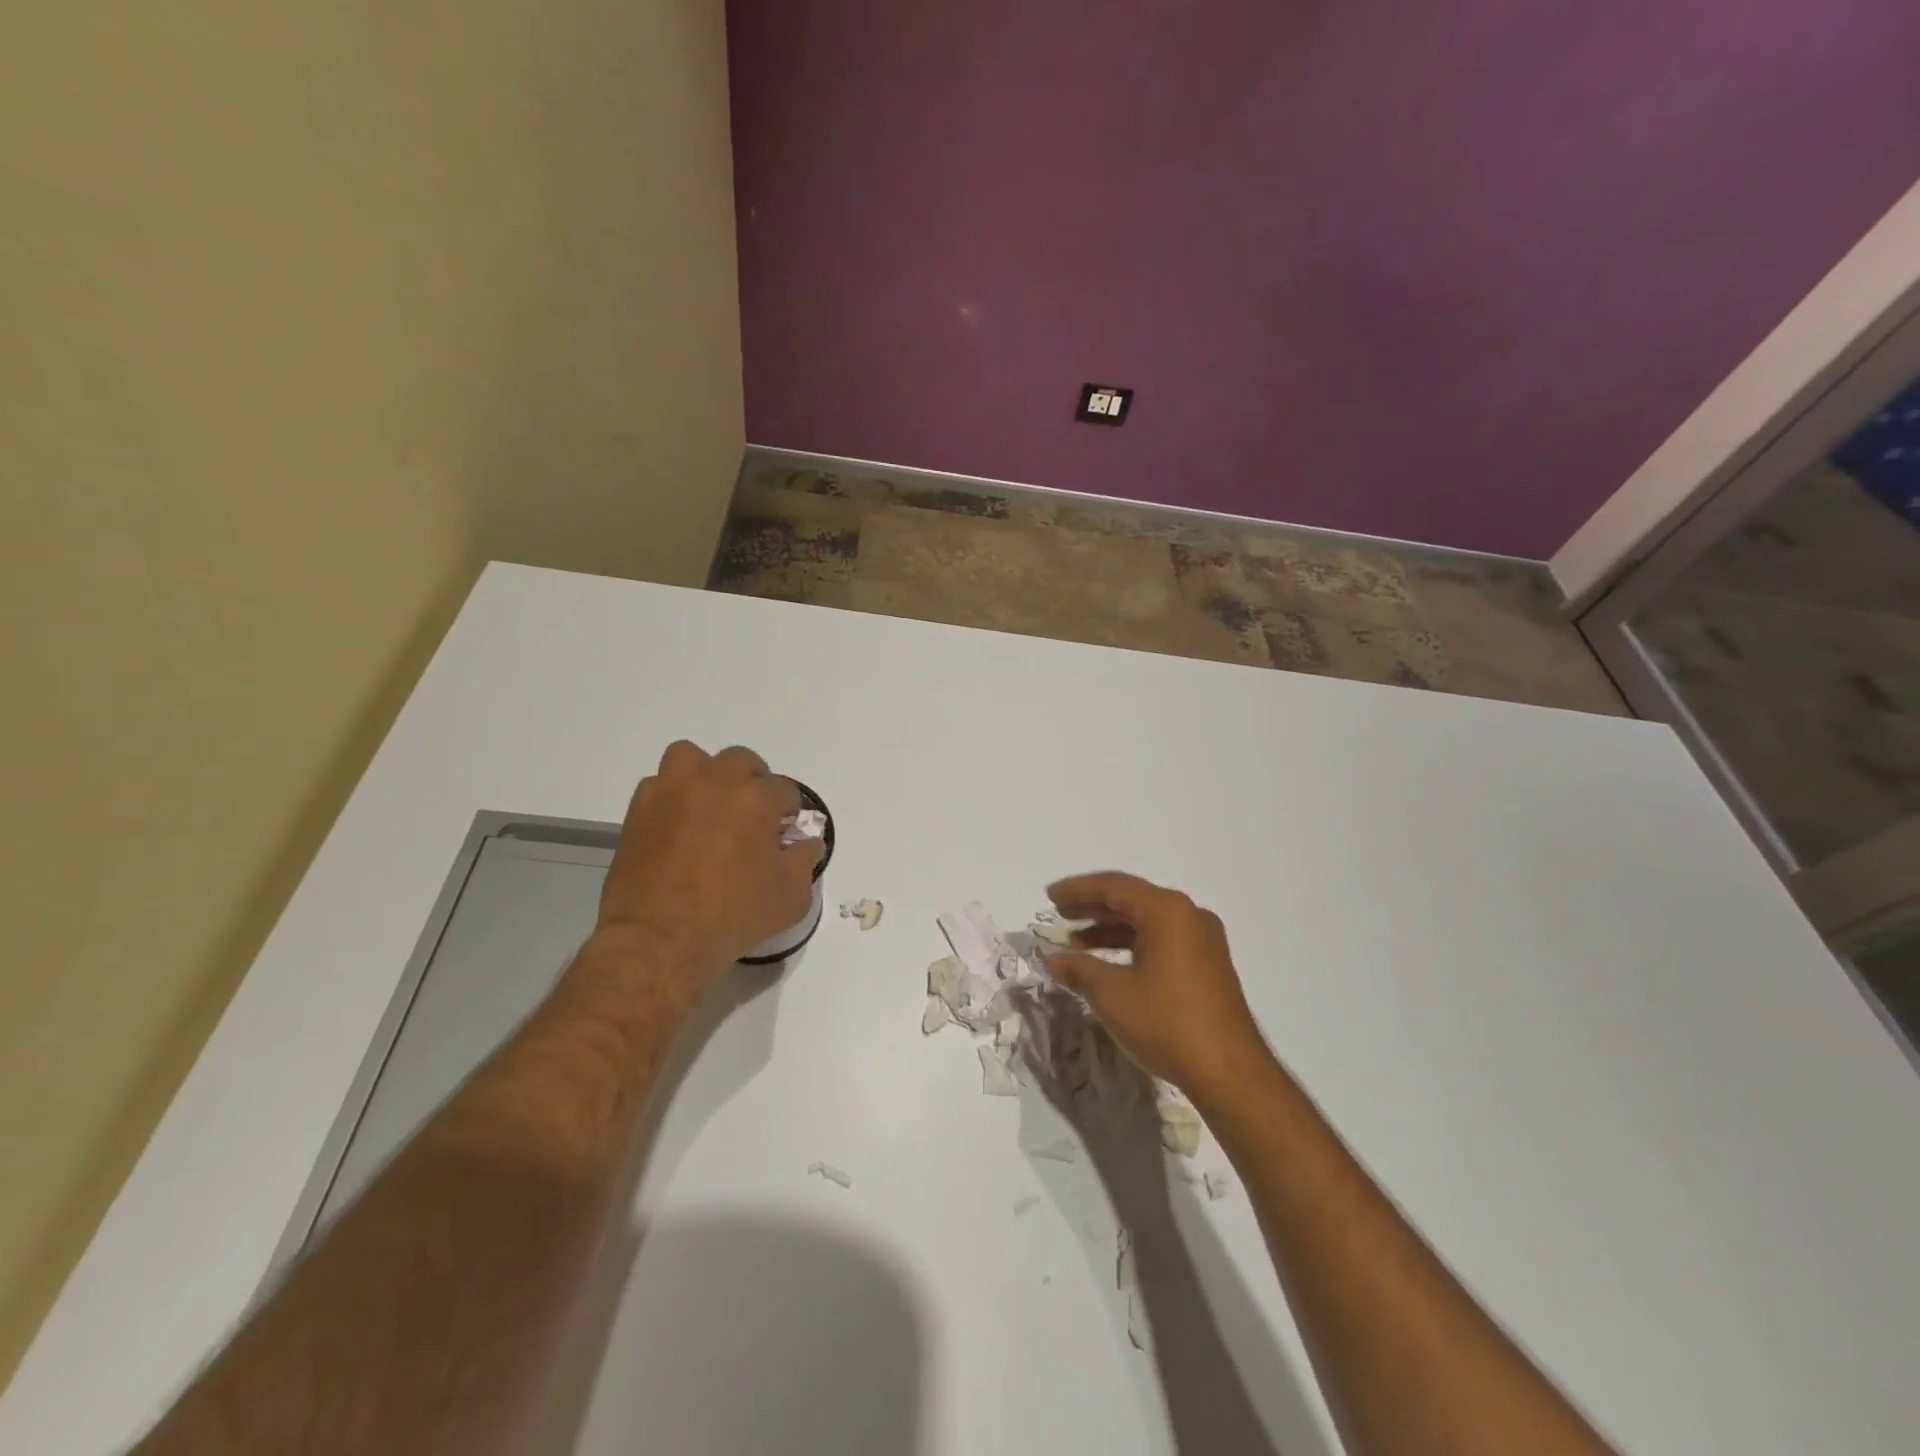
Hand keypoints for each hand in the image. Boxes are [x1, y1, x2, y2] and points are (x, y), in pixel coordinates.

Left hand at [597, 741, 821, 970]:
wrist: (660, 939)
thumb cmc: (733, 916)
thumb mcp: (791, 896)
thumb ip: (805, 861)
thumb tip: (806, 843)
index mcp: (756, 797)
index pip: (784, 790)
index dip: (788, 813)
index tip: (783, 836)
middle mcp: (714, 782)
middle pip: (741, 761)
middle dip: (751, 783)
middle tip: (750, 818)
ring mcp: (672, 791)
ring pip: (691, 757)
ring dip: (705, 775)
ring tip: (709, 806)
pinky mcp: (639, 810)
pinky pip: (659, 786)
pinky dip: (671, 798)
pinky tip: (677, 826)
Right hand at [1045, 872, 1275, 1105]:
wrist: (1230, 1073)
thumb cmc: (1166, 1023)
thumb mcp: (1112, 995)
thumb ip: (1078, 969)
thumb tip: (1054, 959)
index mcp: (1167, 911)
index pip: (1114, 887)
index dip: (1077, 890)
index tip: (1049, 897)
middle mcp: (1189, 916)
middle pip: (1132, 900)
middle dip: (1092, 907)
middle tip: (1058, 914)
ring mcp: (1202, 941)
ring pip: (1147, 922)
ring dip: (1110, 929)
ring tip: (1076, 944)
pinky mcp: (1208, 965)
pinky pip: (1162, 940)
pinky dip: (1131, 946)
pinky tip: (1109, 964)